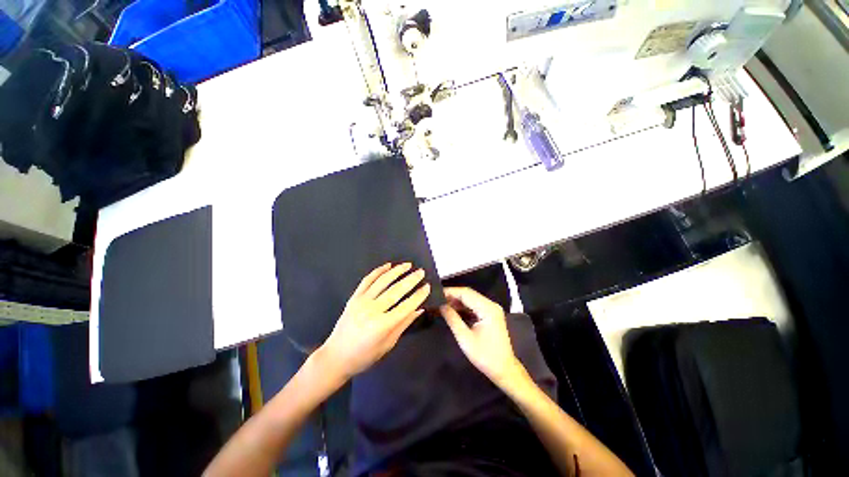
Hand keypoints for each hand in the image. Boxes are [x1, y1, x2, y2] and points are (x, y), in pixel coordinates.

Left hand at [318, 263, 430, 381]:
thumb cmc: (365, 356)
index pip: (406, 306)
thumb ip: (404, 323)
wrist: (335, 356)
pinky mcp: (354, 297)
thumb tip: (419, 308)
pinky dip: (378, 271)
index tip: (427, 286)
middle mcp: (372, 310)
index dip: (418, 295)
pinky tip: (388, 265)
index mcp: (382, 325)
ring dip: (396, 271)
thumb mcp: (388, 344)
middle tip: (421, 272)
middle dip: (411, 279)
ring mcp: (361, 301)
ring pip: (382, 281)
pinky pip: (367, 280)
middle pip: (396, 290)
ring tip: (408, 264)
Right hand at [441, 287, 524, 385]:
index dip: (450, 292)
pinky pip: (474, 306)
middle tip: (436, 299)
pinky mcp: (490, 314)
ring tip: (441, 304)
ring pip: (470, 299)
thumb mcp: (465, 338)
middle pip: (468, 294)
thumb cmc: (485, 356)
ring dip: (456, 301)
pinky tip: (451, 310)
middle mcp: (491, 304)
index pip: (466, 293)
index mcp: (487, 308)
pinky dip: (463, 307)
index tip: (435, 294)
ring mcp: (491, 309)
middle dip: (452, 296)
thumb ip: (452, 318)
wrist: (504, 370)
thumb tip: (440, 305)